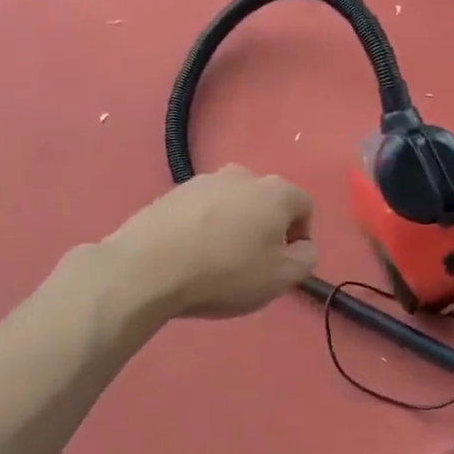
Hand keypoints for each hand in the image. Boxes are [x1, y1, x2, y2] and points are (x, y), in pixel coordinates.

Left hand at [104, 166, 317, 319]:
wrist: (147, 268)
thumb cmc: (225, 273)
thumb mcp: (281, 278)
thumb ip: (306, 259)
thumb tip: (303, 246)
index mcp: (275, 191)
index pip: (304, 205)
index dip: (301, 236)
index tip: (283, 263)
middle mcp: (242, 175)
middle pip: (267, 202)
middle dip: (266, 229)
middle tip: (252, 263)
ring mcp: (203, 181)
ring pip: (233, 204)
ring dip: (234, 226)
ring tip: (217, 260)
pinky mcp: (171, 193)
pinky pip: (201, 210)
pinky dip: (203, 227)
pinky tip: (190, 254)